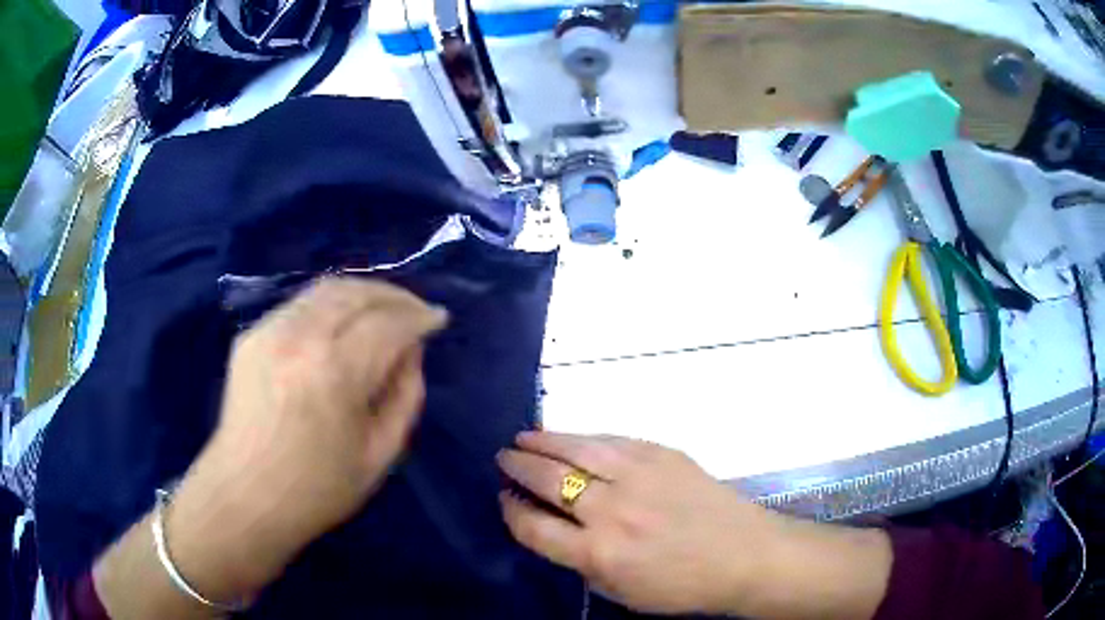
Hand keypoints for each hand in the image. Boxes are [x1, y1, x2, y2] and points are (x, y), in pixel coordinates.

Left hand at [169, 278, 446, 597]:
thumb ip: (405, 396)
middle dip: (395, 295)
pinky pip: (300, 305)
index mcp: (335, 373)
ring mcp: (269, 331)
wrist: (245, 497)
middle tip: (415, 311)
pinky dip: (331, 306)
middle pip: (357, 292)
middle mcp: (300, 337)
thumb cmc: (317, 490)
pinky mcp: (251, 335)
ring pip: (326, 289)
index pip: (388, 323)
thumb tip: (411, 351)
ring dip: (363, 293)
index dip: (419, 316)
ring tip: (383, 310)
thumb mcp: (380, 455)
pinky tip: (341, 325)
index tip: (438, 320)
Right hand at [498, 432, 891, 618]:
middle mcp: (611, 511)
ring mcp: (638, 477)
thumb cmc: (684, 586)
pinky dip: (584, 437)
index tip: (504, 500)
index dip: (511, 511)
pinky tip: (570, 437)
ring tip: (523, 438)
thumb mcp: (623, 593)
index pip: (534, 528)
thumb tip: (556, 531)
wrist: (745, 555)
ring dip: (543, 442)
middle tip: (503, 458)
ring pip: (576, 450)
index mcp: (599, 554)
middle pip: (548, 481)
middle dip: (518, 468)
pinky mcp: (662, 455)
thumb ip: (583, 564)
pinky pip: (612, 440)